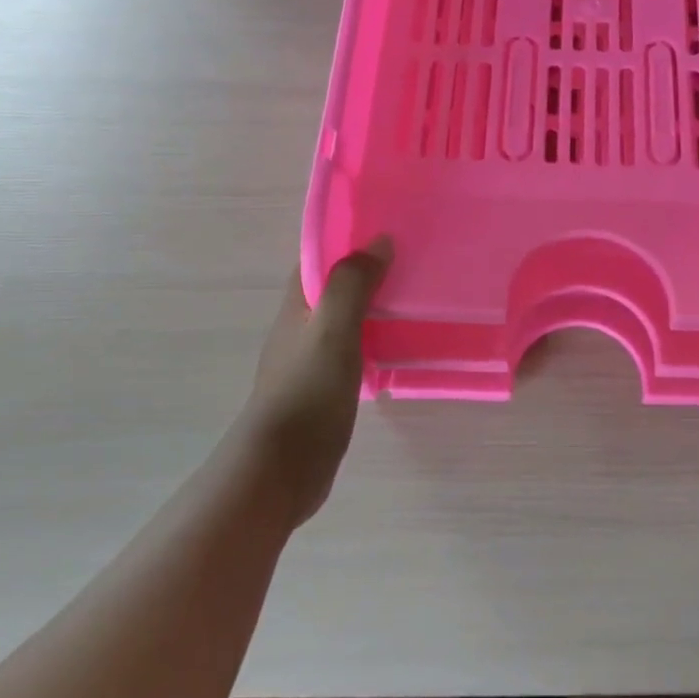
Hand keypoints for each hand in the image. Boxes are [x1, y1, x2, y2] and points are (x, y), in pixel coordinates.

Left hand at [239, 242, 390, 528]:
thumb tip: (379, 240)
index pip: (320, 258)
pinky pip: (355, 350)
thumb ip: (353, 284)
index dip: (349, 239)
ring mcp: (312, 359)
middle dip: (369, 271)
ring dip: (376, 306)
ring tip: (417, 296)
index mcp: (298, 306)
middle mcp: (302, 327)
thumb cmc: (307, 393)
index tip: (389, 227)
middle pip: (336, 287)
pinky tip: (402, 344)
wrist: (280, 470)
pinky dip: (376, 339)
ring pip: (347, 319)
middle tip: (416, 259)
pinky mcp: (326, 388)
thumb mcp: (332, 331)